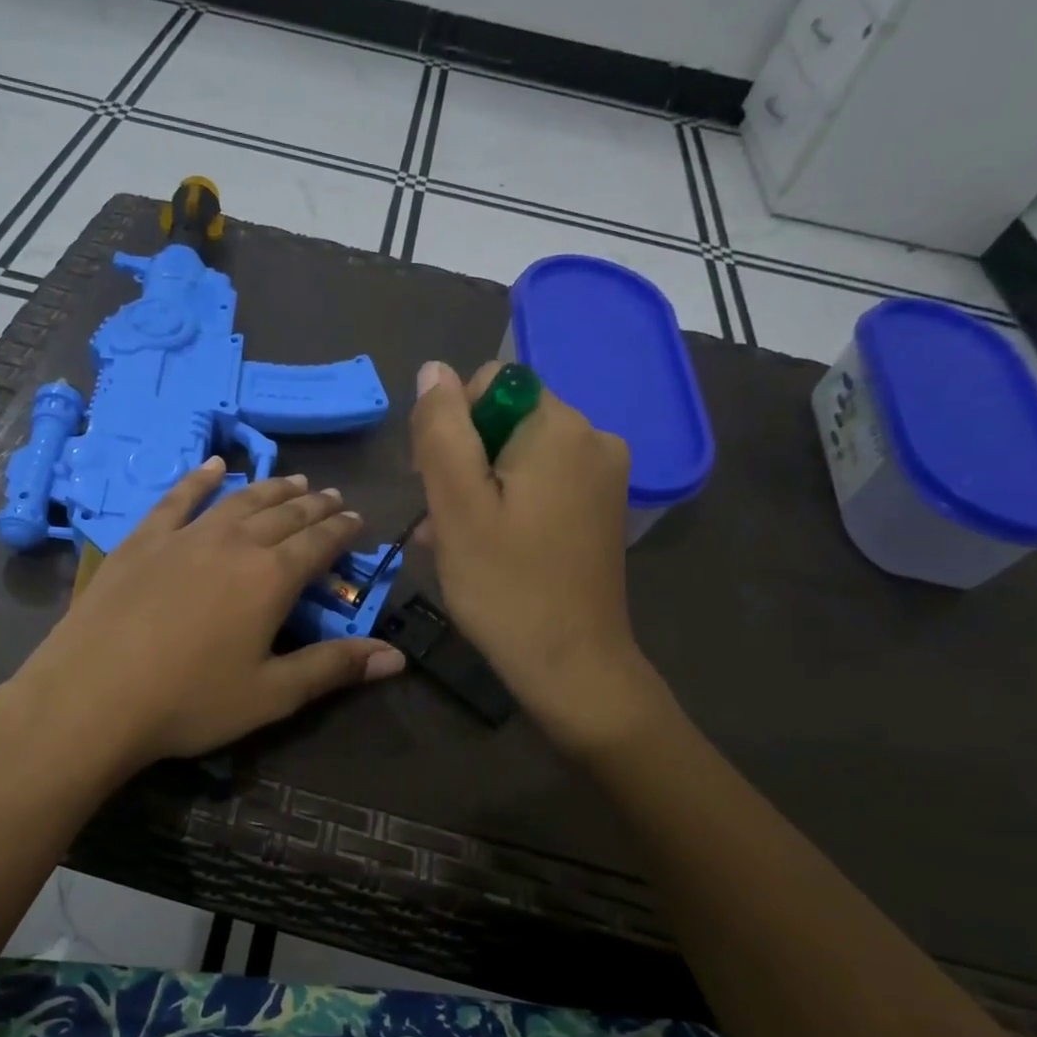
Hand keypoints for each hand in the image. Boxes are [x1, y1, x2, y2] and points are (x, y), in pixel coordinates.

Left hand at [4, 459, 403, 773]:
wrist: (93, 696)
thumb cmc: (190, 702)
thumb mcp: (271, 694)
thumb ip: (334, 668)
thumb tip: (396, 657)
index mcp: (271, 578)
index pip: (319, 542)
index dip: (342, 530)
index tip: (357, 518)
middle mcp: (234, 543)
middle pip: (284, 514)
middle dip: (313, 504)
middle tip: (331, 496)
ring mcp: (185, 536)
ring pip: (240, 500)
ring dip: (271, 488)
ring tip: (293, 479)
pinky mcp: (142, 540)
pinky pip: (178, 498)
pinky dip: (200, 478)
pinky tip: (215, 465)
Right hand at [410, 360, 665, 752]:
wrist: (572, 666)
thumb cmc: (505, 585)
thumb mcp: (456, 505)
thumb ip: (441, 430)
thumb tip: (433, 370)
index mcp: (561, 427)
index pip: (491, 384)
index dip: (452, 426)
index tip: (438, 483)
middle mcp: (593, 438)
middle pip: (505, 420)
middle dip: (464, 461)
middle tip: (444, 521)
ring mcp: (603, 476)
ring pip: (518, 456)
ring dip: (478, 489)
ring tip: (456, 542)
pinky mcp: (600, 509)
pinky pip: (541, 485)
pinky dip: (507, 505)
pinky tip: (487, 547)